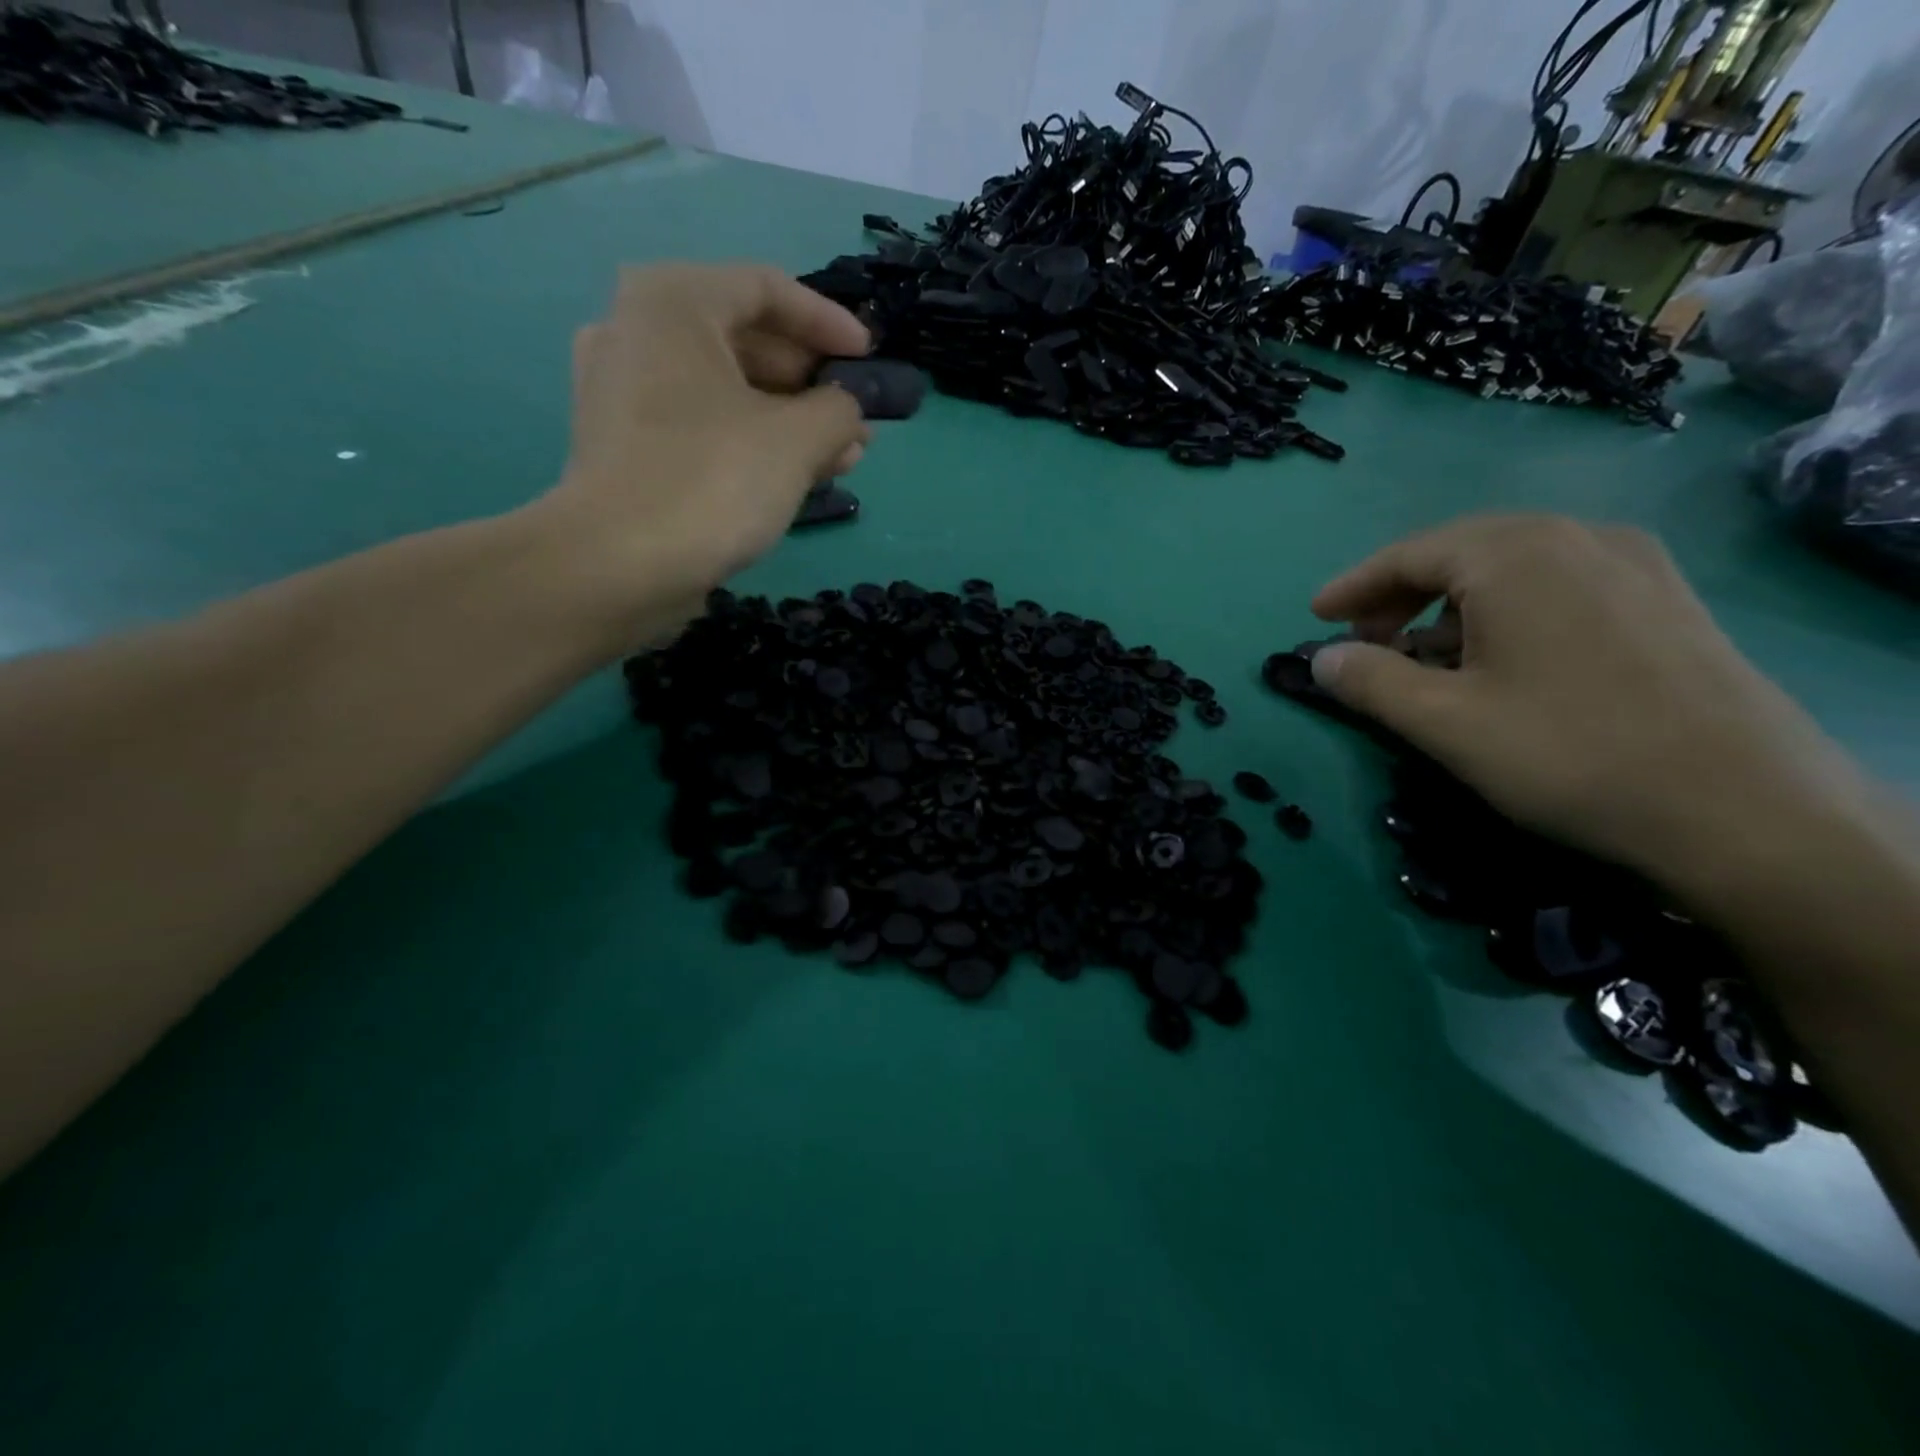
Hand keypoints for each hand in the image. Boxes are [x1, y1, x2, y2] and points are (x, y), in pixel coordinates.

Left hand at [534, 262, 871, 638]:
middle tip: (855, 421)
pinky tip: (791, 478)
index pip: (766, 289)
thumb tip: (846, 411)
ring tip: (840, 458)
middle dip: (811, 383)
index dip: (828, 323)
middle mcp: (637, 332)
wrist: (617, 565)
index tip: (868, 358)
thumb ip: (839, 410)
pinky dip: (749, 442)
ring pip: (725, 390)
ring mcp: (622, 392)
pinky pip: (701, 425)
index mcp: (672, 302)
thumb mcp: (798, 439)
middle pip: (744, 340)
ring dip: (789, 420)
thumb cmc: (712, 480)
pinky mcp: (624, 446)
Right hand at [1307, 515, 1871, 887]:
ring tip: (1423, 656)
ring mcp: (1632, 564)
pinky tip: (1497, 658)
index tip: (1315, 616)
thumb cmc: (1568, 753)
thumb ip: (1370, 682)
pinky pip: (1559, 584)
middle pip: (1461, 550)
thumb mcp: (1443, 722)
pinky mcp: (1665, 599)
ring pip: (1512, 567)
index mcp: (1514, 555)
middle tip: (1364, 640)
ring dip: (1452, 603)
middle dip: (1400, 593)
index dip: (1354, 586)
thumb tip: (1321, 658)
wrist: (1746, 808)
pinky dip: (1506, 609)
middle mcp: (1576, 538)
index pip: (1409, 554)